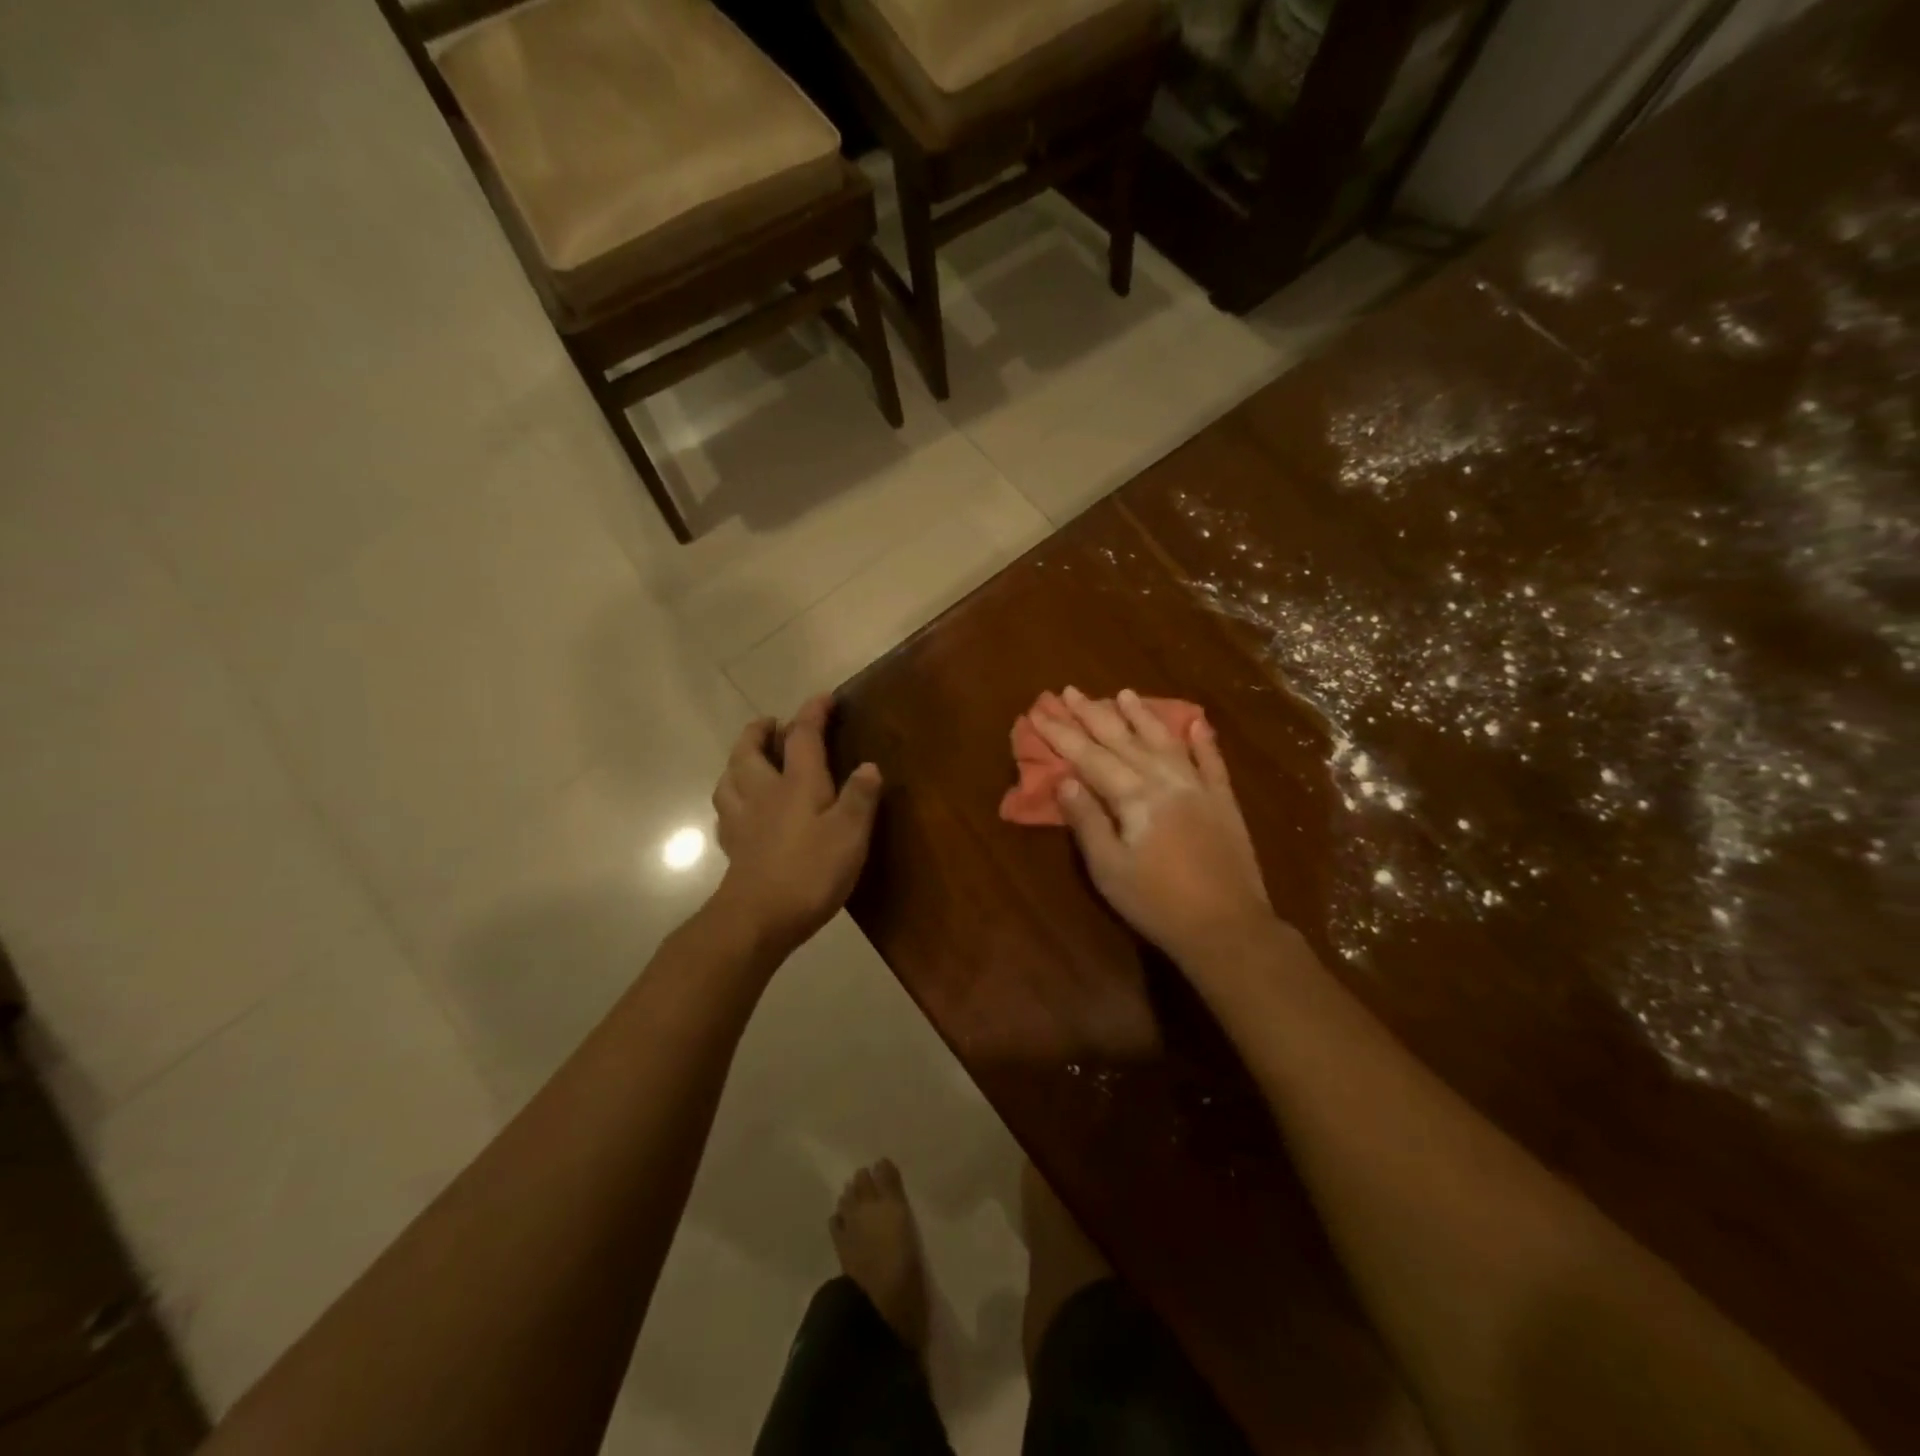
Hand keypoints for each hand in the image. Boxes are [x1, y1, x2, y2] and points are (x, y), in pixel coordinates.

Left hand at [710, 695, 882, 957]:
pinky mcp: (733, 846)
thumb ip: (860, 797)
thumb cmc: (811, 872)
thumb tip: (868, 765)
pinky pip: (725, 810)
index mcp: (797, 783)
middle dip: (759, 730)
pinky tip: (739, 807)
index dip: (812, 713)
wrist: (757, 918)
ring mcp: (742, 819)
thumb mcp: (850, 834)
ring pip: (729, 777)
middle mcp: (763, 792)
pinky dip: (731, 797)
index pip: (802, 736)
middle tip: (771, 723)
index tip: (824, 698)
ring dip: (738, 760)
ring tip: (750, 759)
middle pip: (749, 750)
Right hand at [1036, 687, 1277, 964]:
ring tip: (1124, 693)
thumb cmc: (1156, 902)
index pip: (1089, 756)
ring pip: (1164, 741)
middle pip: (1123, 740)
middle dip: (1093, 714)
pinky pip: (1212, 762)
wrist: (1227, 927)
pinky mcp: (1224, 801)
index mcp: (1133, 795)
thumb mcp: (1108, 868)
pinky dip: (1203, 740)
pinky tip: (1196, 722)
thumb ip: (1087, 820)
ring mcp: (1199, 787)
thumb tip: (1065, 780)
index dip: (1062, 734)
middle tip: (1070, 691)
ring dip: (1142, 716)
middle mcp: (1165, 779)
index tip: (1040, 712)